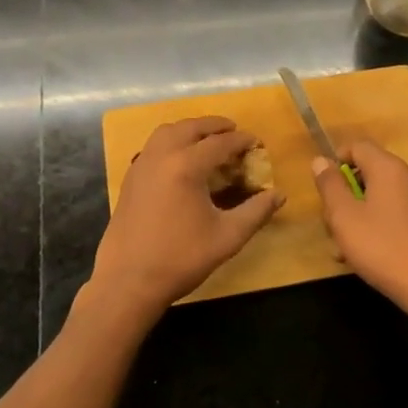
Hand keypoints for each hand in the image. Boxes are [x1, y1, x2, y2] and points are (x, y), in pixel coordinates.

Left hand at [85, 116, 283, 327]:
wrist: (128, 281)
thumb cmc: (181, 258)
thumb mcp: (228, 237)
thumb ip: (256, 212)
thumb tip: (279, 194)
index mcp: (186, 166)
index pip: (220, 143)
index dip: (241, 141)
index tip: (256, 143)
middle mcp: (161, 156)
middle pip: (191, 127)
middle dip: (215, 126)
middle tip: (234, 132)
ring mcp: (141, 165)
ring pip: (167, 132)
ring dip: (190, 129)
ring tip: (207, 140)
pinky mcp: (130, 178)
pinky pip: (153, 146)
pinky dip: (171, 141)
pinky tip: (180, 160)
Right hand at [310, 140, 407, 318]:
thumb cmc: (380, 246)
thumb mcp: (343, 216)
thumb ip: (330, 185)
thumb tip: (321, 160)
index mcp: (389, 168)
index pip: (358, 146)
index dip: (336, 160)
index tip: (324, 187)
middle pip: (369, 171)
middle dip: (346, 193)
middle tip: (331, 222)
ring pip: (381, 194)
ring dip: (358, 213)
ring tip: (344, 246)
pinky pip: (395, 210)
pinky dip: (378, 223)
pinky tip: (367, 252)